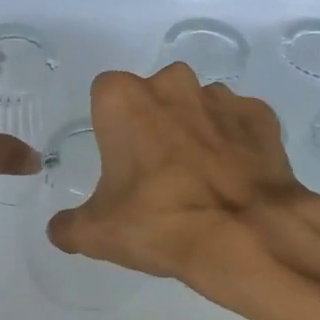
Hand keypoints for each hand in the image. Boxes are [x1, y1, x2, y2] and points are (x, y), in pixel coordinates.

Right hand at [46, 64, 310, 291]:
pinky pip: (238, 123)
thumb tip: (59, 229)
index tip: (117, 160)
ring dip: (194, 131)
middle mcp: (172, 84)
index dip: (109, 126)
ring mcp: (221, 97)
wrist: (246, 236)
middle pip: (153, 96)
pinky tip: (233, 178)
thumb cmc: (160, 222)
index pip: (104, 95)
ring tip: (198, 179)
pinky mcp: (260, 116)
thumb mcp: (97, 233)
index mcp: (124, 99)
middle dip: (153, 123)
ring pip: (198, 106)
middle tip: (155, 172)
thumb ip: (69, 226)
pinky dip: (234, 143)